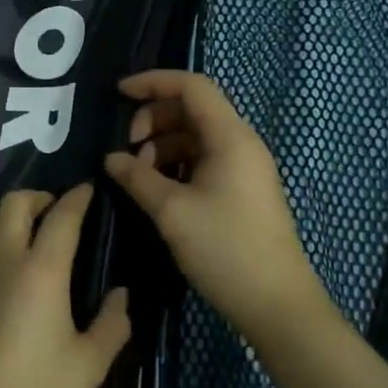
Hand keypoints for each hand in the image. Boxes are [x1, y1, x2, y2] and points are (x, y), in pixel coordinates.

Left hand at [0, 184, 130, 387]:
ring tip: (29, 235)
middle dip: (39, 197)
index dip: (78, 197)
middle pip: (15, 202)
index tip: (89, 189)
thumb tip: (120, 294)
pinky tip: (5, 273)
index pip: (61, 215)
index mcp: (42, 271)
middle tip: (57, 212)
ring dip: (11, 216)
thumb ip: (113, 324)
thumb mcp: (89, 366)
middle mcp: (3, 259)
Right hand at [103, 70, 327, 344]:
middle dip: (154, 119)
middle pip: (192, 109)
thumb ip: (137, 177)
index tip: (119, 94)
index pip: (192, 86)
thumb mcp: (172, 211)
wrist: (277, 305)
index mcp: (230, 137)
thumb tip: (111, 158)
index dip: (153, 82)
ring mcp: (244, 168)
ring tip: (139, 176)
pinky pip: (204, 160)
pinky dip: (177, 165)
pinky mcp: (242, 190)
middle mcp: (241, 143)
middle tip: (128, 150)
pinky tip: (158, 190)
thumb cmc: (225, 250)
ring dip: (163, 145)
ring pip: (196, 136)